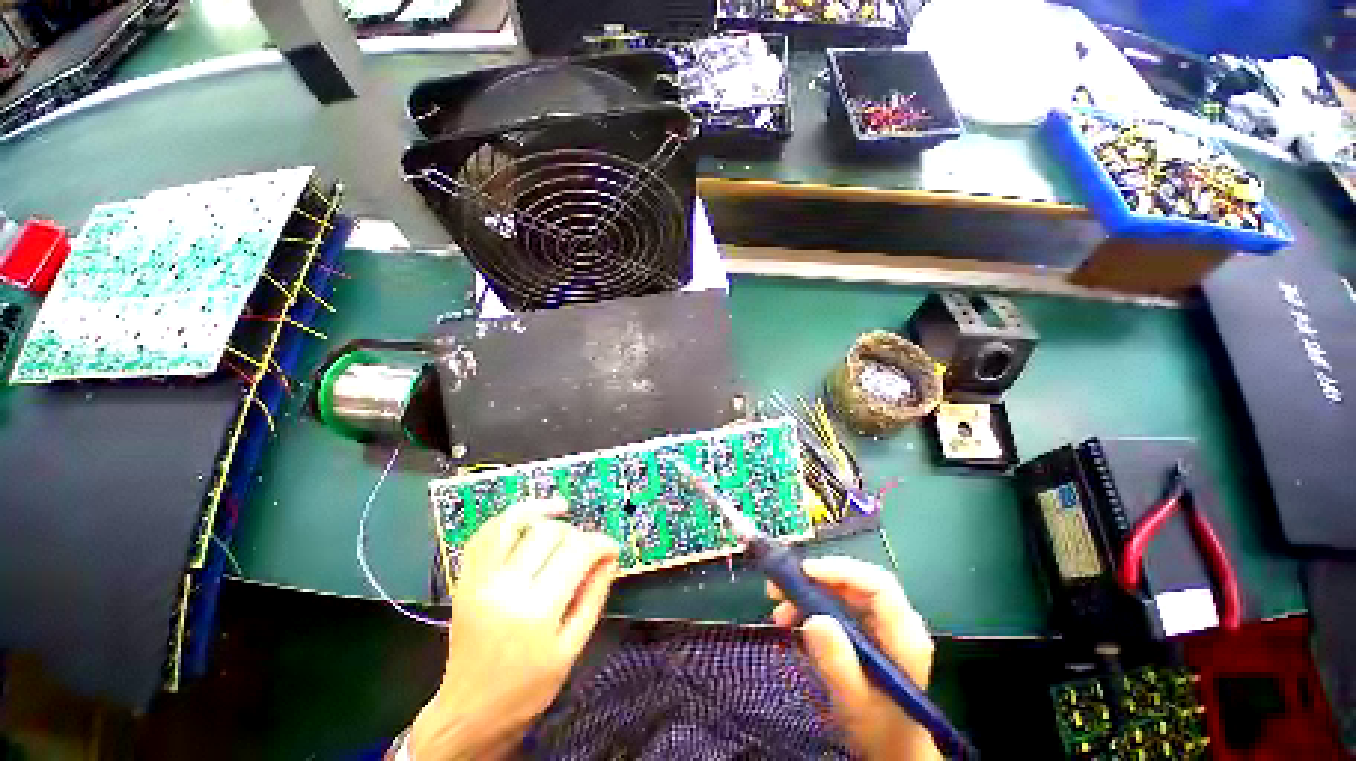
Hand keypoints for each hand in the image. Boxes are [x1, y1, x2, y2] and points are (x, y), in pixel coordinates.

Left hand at [410, 500, 619, 759]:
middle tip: (585, 549)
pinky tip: (527, 520)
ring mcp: (479, 581)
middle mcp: (505, 587)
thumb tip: (610, 557)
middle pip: (548, 533)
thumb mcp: (572, 649)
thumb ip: (594, 596)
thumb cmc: (528, 689)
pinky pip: (483, 535)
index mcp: (536, 610)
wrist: (470, 712)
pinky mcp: (464, 581)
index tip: (611, 548)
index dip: (601, 543)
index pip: (577, 552)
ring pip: (512, 523)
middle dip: (575, 533)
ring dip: (540, 511)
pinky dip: (506, 519)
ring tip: (561, 510)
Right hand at [768, 557, 939, 760]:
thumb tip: (814, 619)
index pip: (878, 585)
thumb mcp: (853, 700)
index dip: (841, 571)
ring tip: (779, 610)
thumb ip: (836, 662)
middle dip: (814, 580)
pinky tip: (792, 620)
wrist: (889, 748)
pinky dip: (810, 607)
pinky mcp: (865, 628)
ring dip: (807, 594)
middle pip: (855, 583)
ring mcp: (880, 623)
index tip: (805, 572)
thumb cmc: (877, 728)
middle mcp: (895, 621)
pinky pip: (836, 605)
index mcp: (904, 636)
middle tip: (779, 588)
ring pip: (841, 591)